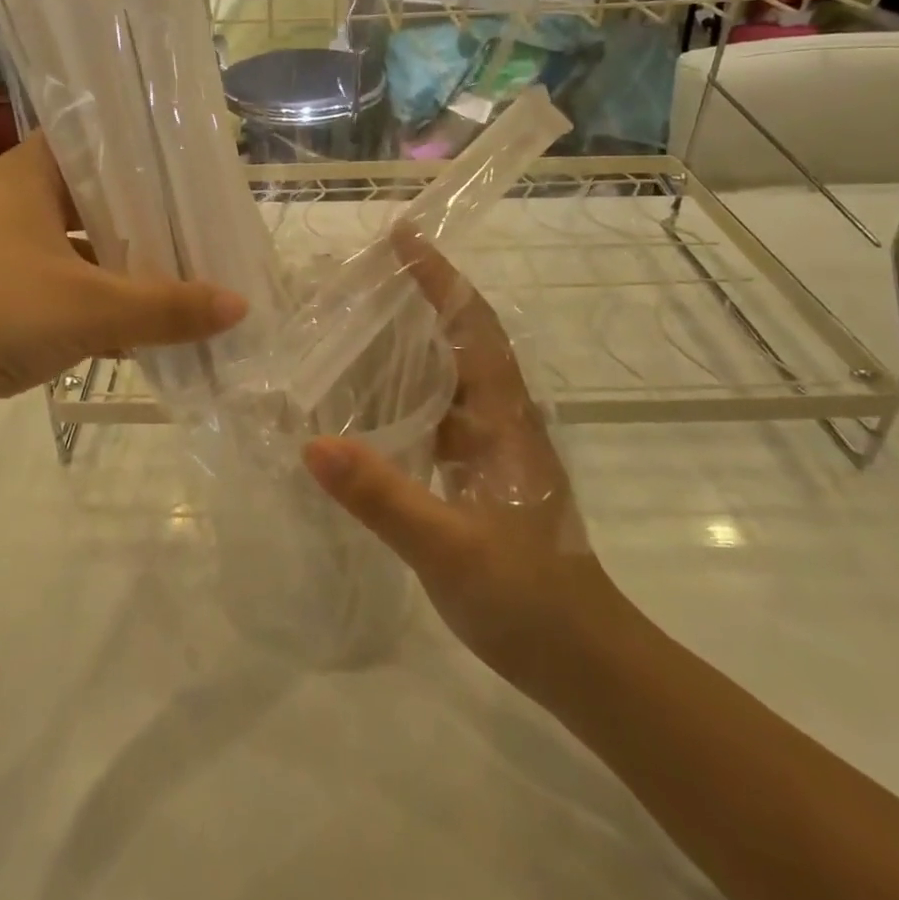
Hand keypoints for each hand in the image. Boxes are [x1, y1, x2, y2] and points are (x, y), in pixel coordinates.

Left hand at [0, 135, 246, 448]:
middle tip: (206, 232)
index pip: (99, 142)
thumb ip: (167, 307)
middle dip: (148, 221)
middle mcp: (11, 205)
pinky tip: (139, 333)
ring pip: (79, 253)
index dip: (148, 153)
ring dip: (124, 272)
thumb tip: (240, 305)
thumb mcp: (88, 307)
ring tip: (185, 282)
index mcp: (28, 176)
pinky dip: (95, 311)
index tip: (197, 170)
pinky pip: (59, 296)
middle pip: (95, 202)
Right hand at [302, 230, 613, 693]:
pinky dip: (405, 394)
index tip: (402, 236)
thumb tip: (311, 443)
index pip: (473, 324)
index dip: (440, 277)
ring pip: (447, 376)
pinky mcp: (482, 475)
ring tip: (353, 327)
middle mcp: (501, 418)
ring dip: (408, 345)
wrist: (586, 663)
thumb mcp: (449, 549)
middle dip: (416, 299)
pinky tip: (366, 405)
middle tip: (357, 278)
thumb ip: (383, 496)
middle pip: (459, 338)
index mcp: (504, 416)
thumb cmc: (529, 598)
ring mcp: (494, 448)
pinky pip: (438, 414)